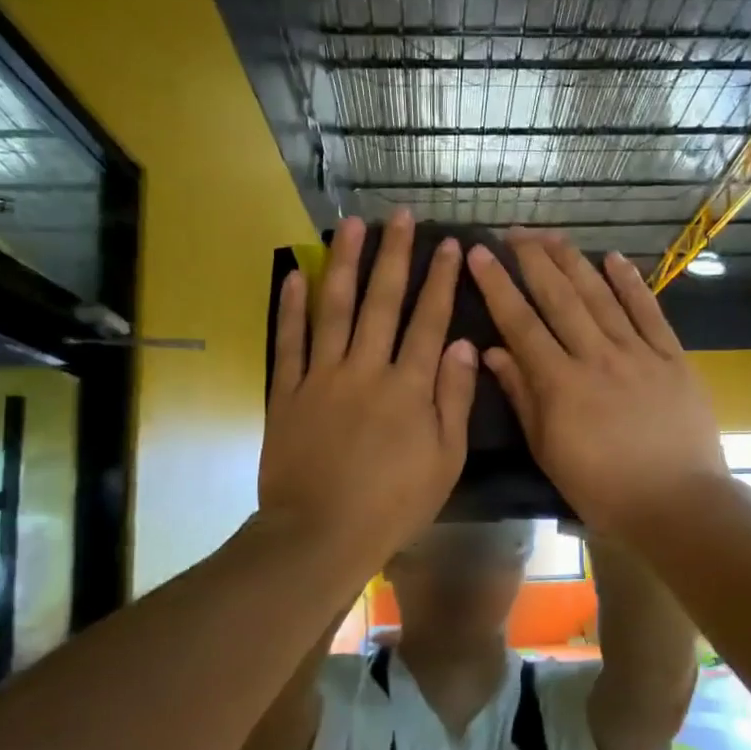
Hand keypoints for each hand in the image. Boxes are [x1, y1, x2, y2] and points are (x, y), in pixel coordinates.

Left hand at [260, 210, 478, 572]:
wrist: (321, 533)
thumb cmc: (393, 503)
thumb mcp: (444, 461)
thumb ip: (454, 400)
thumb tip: (462, 345)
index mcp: (409, 387)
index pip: (429, 321)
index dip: (440, 280)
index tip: (448, 244)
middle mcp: (366, 369)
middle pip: (382, 302)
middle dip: (394, 256)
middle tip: (399, 216)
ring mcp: (322, 377)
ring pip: (334, 309)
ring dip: (344, 264)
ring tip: (350, 226)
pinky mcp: (288, 392)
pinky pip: (289, 342)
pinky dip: (290, 307)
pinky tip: (295, 274)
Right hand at [466, 235, 726, 539]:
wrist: (678, 503)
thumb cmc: (604, 488)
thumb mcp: (550, 451)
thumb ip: (523, 397)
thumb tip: (493, 352)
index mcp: (561, 384)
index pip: (521, 324)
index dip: (498, 286)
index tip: (480, 253)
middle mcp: (597, 357)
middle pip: (560, 298)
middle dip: (534, 260)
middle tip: (514, 232)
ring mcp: (638, 353)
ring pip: (601, 296)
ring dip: (574, 261)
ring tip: (552, 235)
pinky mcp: (673, 357)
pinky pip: (649, 311)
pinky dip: (631, 283)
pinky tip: (614, 258)